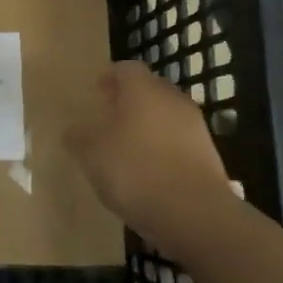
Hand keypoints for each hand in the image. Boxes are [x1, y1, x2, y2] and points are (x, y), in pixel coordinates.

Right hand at [66, 60, 239, 247]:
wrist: (195, 214)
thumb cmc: (135, 171)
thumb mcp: (91, 154)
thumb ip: (78, 137)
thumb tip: (73, 130)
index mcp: (143, 89)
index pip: (126, 69)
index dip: (109, 78)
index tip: (95, 92)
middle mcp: (173, 99)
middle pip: (148, 90)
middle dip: (128, 100)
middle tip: (108, 118)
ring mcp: (195, 127)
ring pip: (165, 115)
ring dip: (146, 125)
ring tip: (125, 148)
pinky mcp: (208, 155)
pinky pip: (178, 141)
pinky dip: (162, 148)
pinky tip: (148, 171)